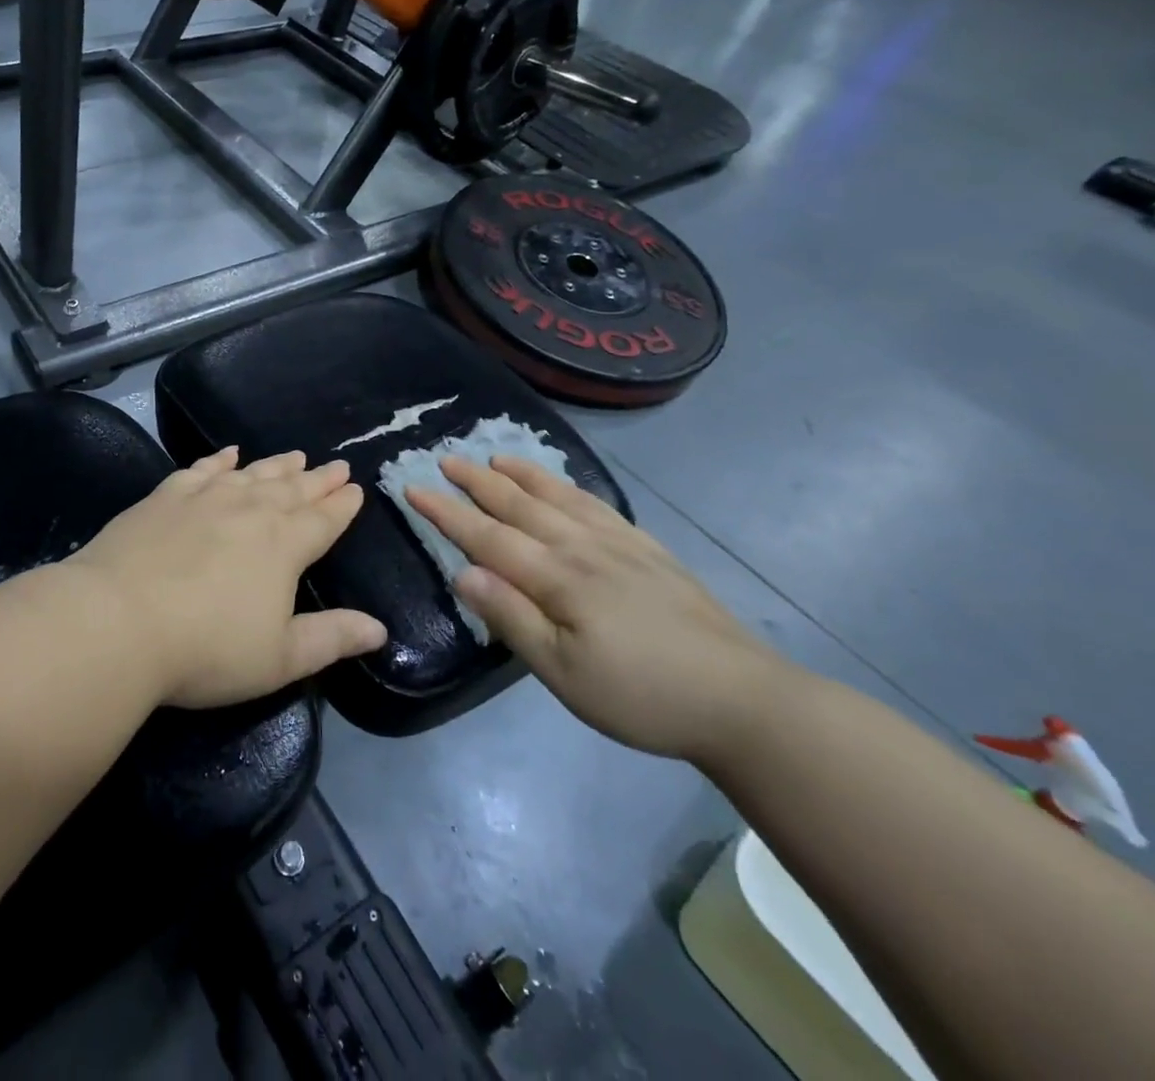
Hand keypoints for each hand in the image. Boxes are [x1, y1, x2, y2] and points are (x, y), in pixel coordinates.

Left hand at [66, 448, 386, 708]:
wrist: (118, 620)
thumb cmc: (206, 649)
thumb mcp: (279, 659)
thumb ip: (331, 639)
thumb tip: (379, 629)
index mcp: (284, 545)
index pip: (324, 520)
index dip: (343, 506)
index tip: (356, 489)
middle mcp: (250, 510)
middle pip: (293, 489)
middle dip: (318, 478)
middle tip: (337, 464)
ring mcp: (205, 497)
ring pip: (252, 474)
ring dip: (277, 465)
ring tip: (295, 455)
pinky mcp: (166, 496)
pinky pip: (202, 469)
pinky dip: (220, 460)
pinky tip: (229, 453)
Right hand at [405, 455, 785, 762]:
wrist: (741, 699)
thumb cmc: (641, 695)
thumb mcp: (564, 674)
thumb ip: (512, 618)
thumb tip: (463, 572)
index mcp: (558, 577)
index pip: (487, 535)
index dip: (447, 511)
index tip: (413, 486)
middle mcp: (583, 547)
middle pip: (519, 505)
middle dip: (477, 480)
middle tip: (445, 457)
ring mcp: (619, 544)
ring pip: (558, 496)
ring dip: (521, 474)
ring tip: (495, 455)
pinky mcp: (648, 550)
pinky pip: (596, 504)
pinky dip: (568, 486)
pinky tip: (563, 486)